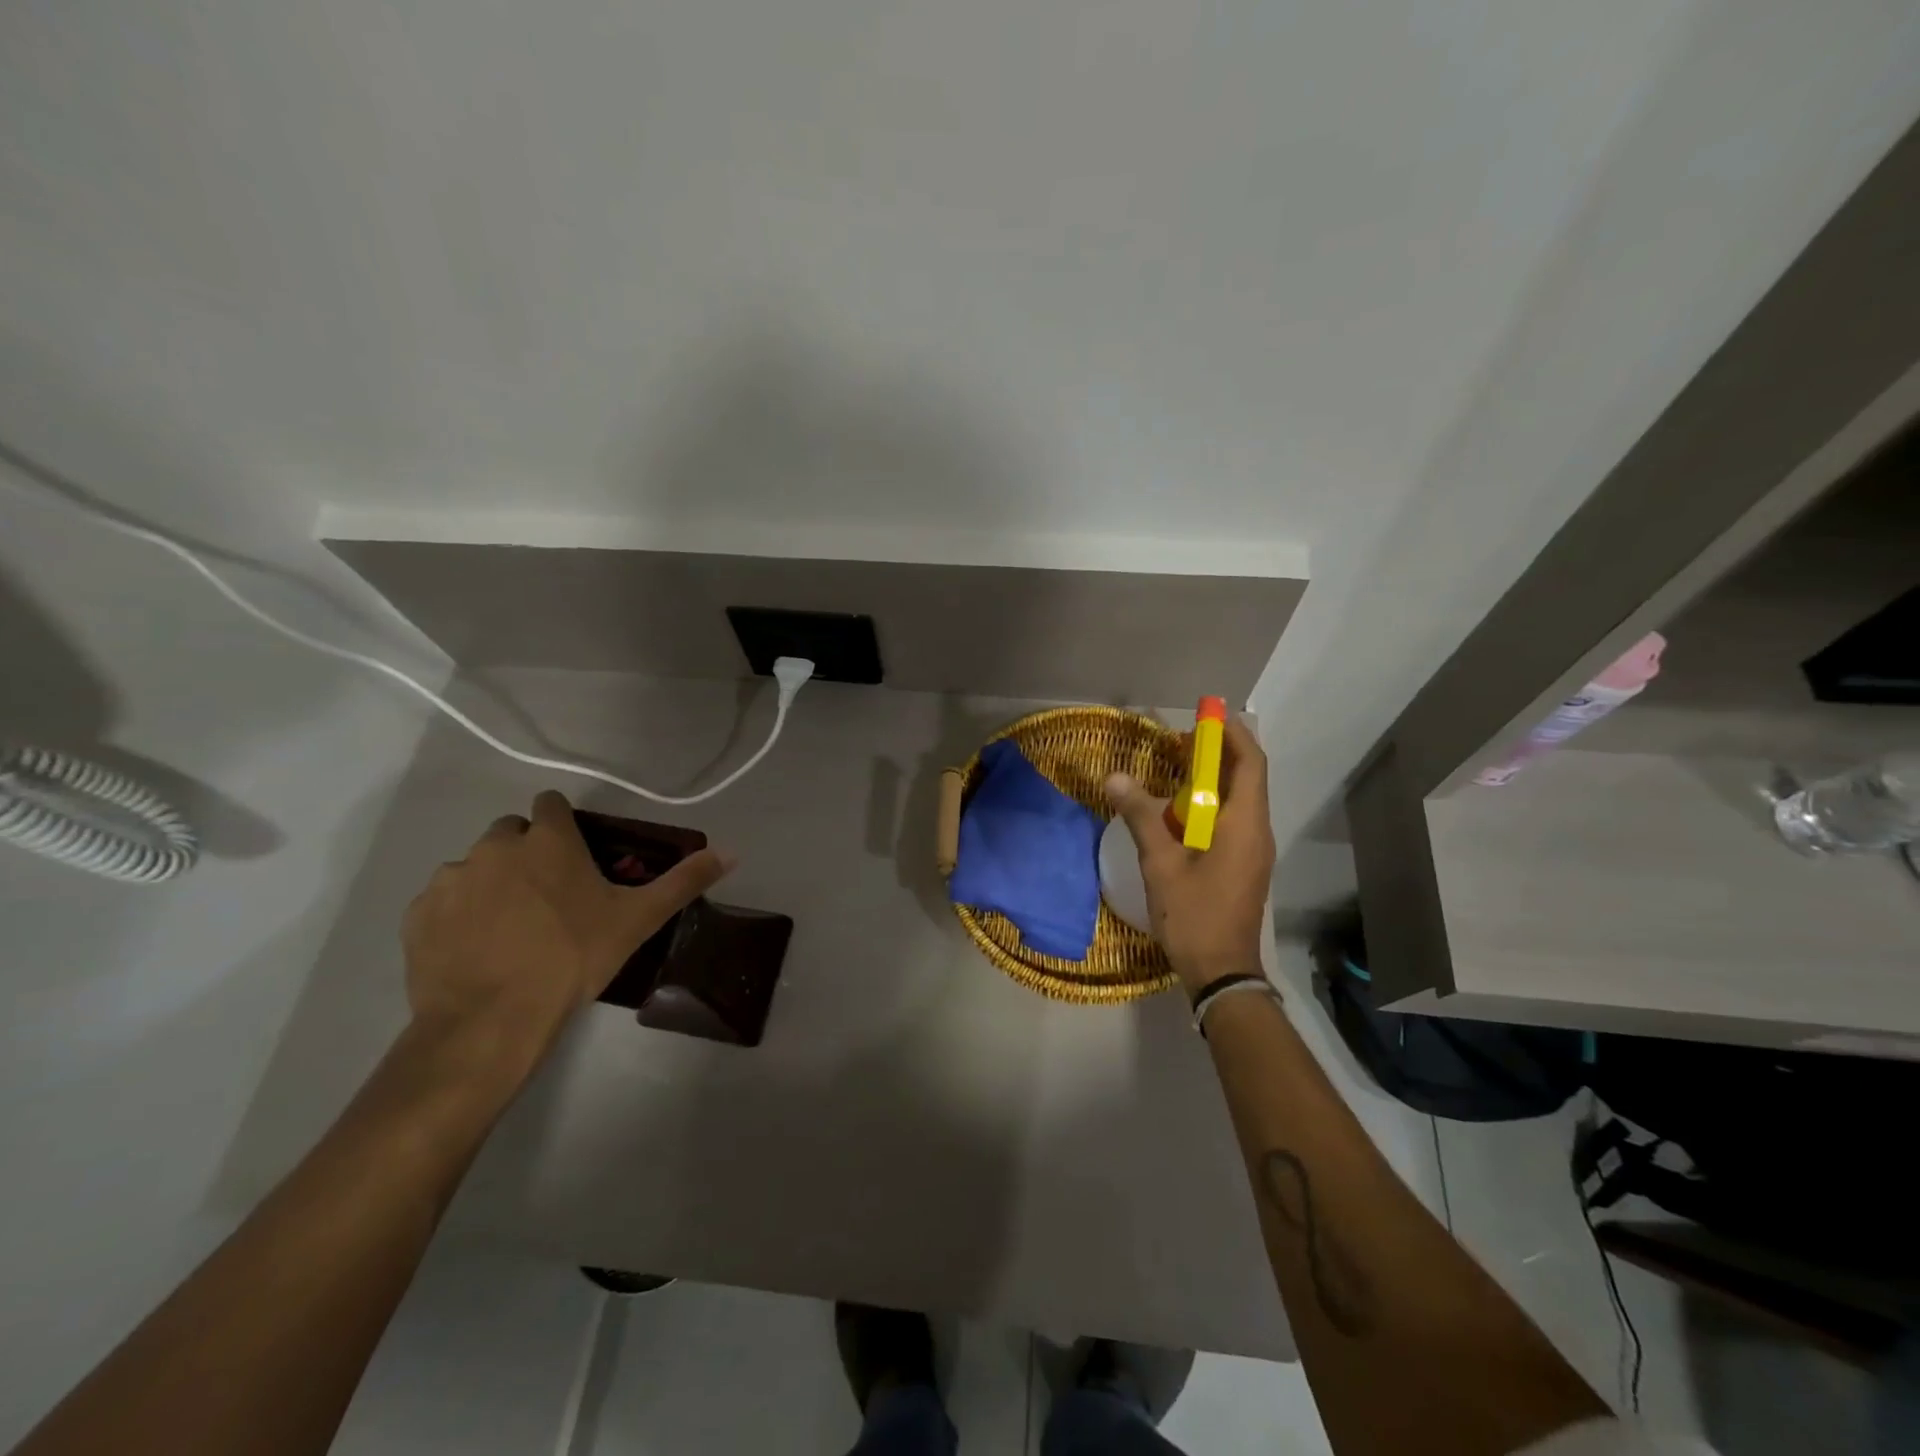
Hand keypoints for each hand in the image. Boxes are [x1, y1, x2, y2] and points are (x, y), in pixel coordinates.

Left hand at [401, 790, 731, 1076]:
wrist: (491, 1021)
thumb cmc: (573, 958)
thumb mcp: (638, 920)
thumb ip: (684, 881)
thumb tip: (731, 852)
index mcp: (547, 840)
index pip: (551, 804)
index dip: (563, 825)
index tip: (575, 856)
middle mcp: (495, 847)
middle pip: (511, 833)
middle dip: (528, 853)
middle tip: (549, 897)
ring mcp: (451, 879)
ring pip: (475, 866)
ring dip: (493, 883)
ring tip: (510, 929)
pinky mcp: (419, 914)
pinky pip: (442, 901)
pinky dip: (458, 915)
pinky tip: (476, 948)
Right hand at [1105, 717, 1274, 995]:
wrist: (1222, 972)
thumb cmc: (1195, 916)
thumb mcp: (1162, 864)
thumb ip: (1141, 817)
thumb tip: (1115, 778)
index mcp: (1245, 825)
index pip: (1250, 763)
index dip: (1232, 734)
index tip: (1206, 716)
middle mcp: (1257, 831)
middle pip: (1245, 778)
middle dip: (1217, 754)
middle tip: (1179, 741)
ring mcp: (1253, 850)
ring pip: (1238, 800)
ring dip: (1211, 780)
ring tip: (1174, 769)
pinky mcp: (1244, 865)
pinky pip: (1231, 821)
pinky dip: (1209, 804)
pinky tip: (1178, 812)